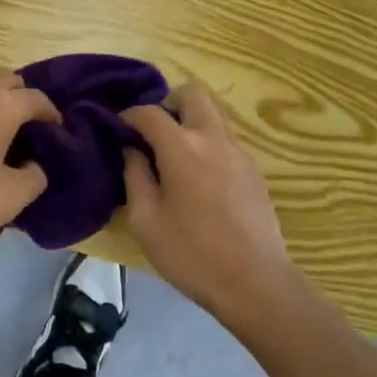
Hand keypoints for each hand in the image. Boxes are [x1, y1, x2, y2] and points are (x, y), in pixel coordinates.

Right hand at [121, 84, 294, 324]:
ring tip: (175, 149)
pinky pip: (226, 135)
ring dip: (191, 117)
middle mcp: (211, 137)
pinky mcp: (253, 168)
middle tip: (154, 131)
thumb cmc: (193, 254)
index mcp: (181, 146)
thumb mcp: (146, 221)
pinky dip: (207, 138)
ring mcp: (237, 150)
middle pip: (191, 93)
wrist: (256, 283)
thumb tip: (132, 150)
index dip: (129, 115)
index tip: (119, 128)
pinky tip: (199, 172)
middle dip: (168, 102)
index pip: (149, 112)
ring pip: (213, 110)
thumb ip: (135, 176)